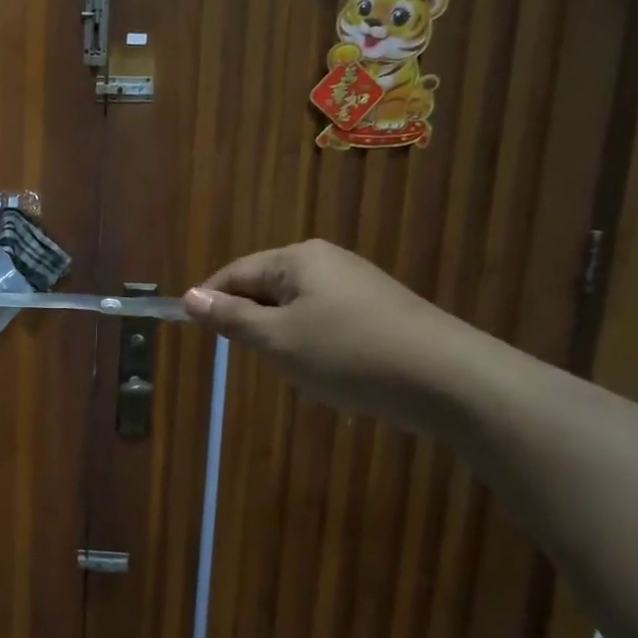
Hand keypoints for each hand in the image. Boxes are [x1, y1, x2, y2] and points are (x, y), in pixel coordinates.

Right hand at [183, 240, 479, 422]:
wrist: (448, 379)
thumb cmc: (348, 353)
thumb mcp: (278, 340)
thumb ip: (232, 318)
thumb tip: (189, 297)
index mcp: (297, 258)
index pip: (235, 273)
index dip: (210, 301)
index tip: (194, 332)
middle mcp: (326, 260)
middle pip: (266, 287)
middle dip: (251, 322)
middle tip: (252, 358)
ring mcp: (357, 284)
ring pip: (296, 307)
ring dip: (284, 337)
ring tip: (295, 370)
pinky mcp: (380, 310)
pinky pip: (327, 320)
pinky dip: (315, 344)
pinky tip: (331, 371)